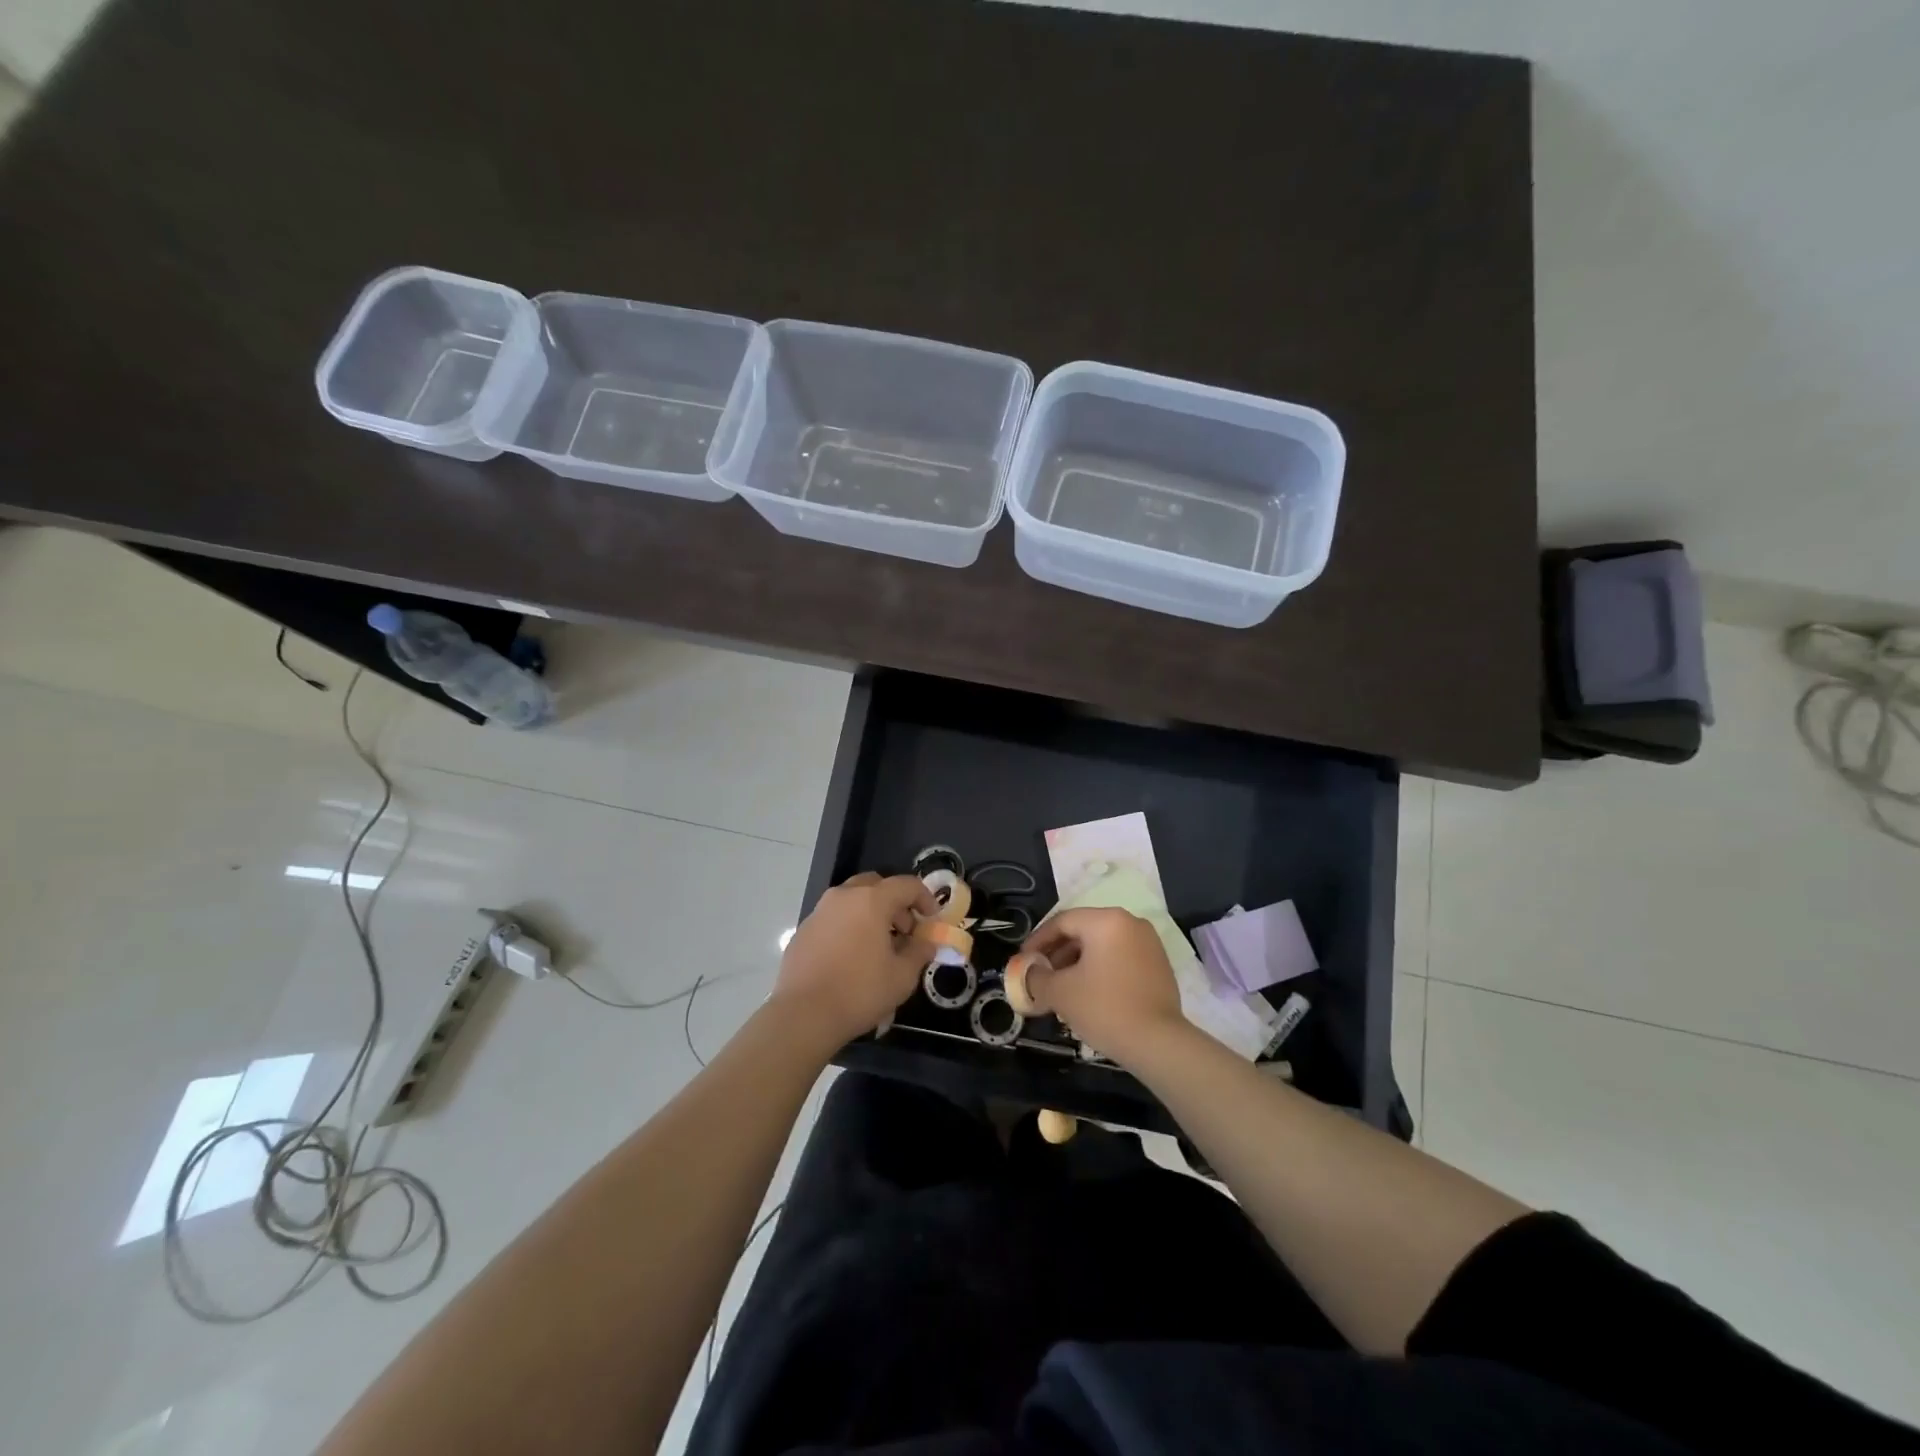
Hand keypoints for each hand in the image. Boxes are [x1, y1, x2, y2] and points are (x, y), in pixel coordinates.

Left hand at [774, 872, 936, 1052]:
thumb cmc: (860, 991)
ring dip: (870, 913)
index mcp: (871, 900)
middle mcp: (843, 897)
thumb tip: (926, 943)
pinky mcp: (803, 930)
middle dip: (895, 903)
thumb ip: (919, 952)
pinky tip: (851, 957)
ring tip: (879, 946)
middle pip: (876, 885)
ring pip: (852, 900)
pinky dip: (849, 926)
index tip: (932, 919)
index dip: (925, 898)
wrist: (803, 1014)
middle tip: (905, 930)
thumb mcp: (902, 976)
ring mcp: (819, 911)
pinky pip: (833, 918)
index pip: (906, 885)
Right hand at [1021, 907, 1186, 1064]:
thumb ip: (1036, 977)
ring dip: (1077, 963)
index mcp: (1106, 921)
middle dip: (1057, 953)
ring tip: (1061, 988)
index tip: (1023, 960)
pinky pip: (1120, 958)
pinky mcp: (1159, 965)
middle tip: (1040, 975)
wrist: (1159, 1043)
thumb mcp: (1060, 992)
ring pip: (1102, 946)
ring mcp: (1149, 943)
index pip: (1062, 922)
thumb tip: (1028, 973)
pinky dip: (1100, 970)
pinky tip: (1088, 994)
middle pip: (1083, 931)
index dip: (1038, 940)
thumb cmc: (1105, 1008)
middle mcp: (1130, 923)